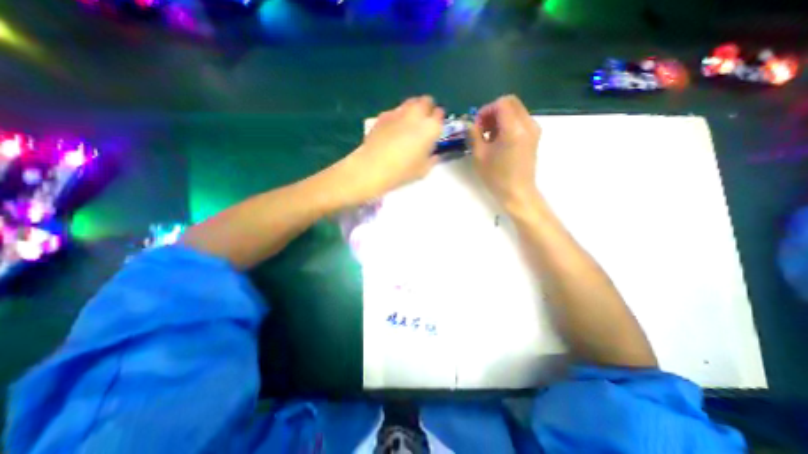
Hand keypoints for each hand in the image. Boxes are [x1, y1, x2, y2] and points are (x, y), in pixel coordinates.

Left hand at [334, 95, 440, 204]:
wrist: (374, 166)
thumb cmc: (403, 171)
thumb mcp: (423, 170)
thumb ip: (432, 160)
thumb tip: (433, 155)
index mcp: (431, 127)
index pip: (440, 114)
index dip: (438, 120)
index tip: (435, 128)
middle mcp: (417, 114)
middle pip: (426, 101)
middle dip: (427, 109)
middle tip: (423, 123)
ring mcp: (399, 112)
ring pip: (411, 102)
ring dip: (413, 110)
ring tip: (409, 124)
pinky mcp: (384, 115)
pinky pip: (395, 111)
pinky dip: (398, 116)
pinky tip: (393, 129)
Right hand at [472, 95, 538, 209]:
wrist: (517, 192)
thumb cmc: (496, 177)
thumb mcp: (479, 156)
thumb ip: (474, 134)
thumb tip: (472, 123)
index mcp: (514, 129)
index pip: (501, 103)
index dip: (486, 110)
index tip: (477, 125)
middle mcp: (528, 124)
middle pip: (510, 103)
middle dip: (493, 112)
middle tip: (482, 128)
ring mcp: (534, 130)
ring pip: (516, 110)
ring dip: (500, 118)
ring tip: (489, 136)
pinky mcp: (534, 136)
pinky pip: (520, 120)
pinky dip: (508, 124)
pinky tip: (499, 140)